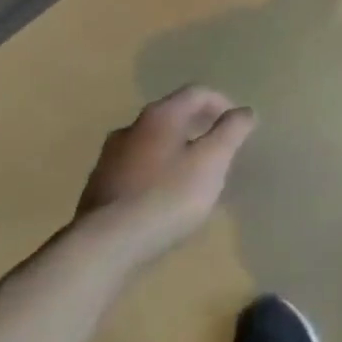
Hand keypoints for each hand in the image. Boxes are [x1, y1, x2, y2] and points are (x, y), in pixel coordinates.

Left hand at [75, 85, 256, 258]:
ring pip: (150, 144)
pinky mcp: (96, 190)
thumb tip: (245, 111)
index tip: (236, 124)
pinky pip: (133, 171)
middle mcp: (132, 127)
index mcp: (161, 115)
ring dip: (172, 152)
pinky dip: (152, 175)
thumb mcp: (212, 161)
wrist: (103, 248)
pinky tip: (159, 200)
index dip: (221, 102)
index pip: (197, 92)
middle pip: (171, 116)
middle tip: (215, 148)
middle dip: (196, 127)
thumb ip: (232, 131)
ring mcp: (109, 159)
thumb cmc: (167, 197)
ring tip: (189, 176)